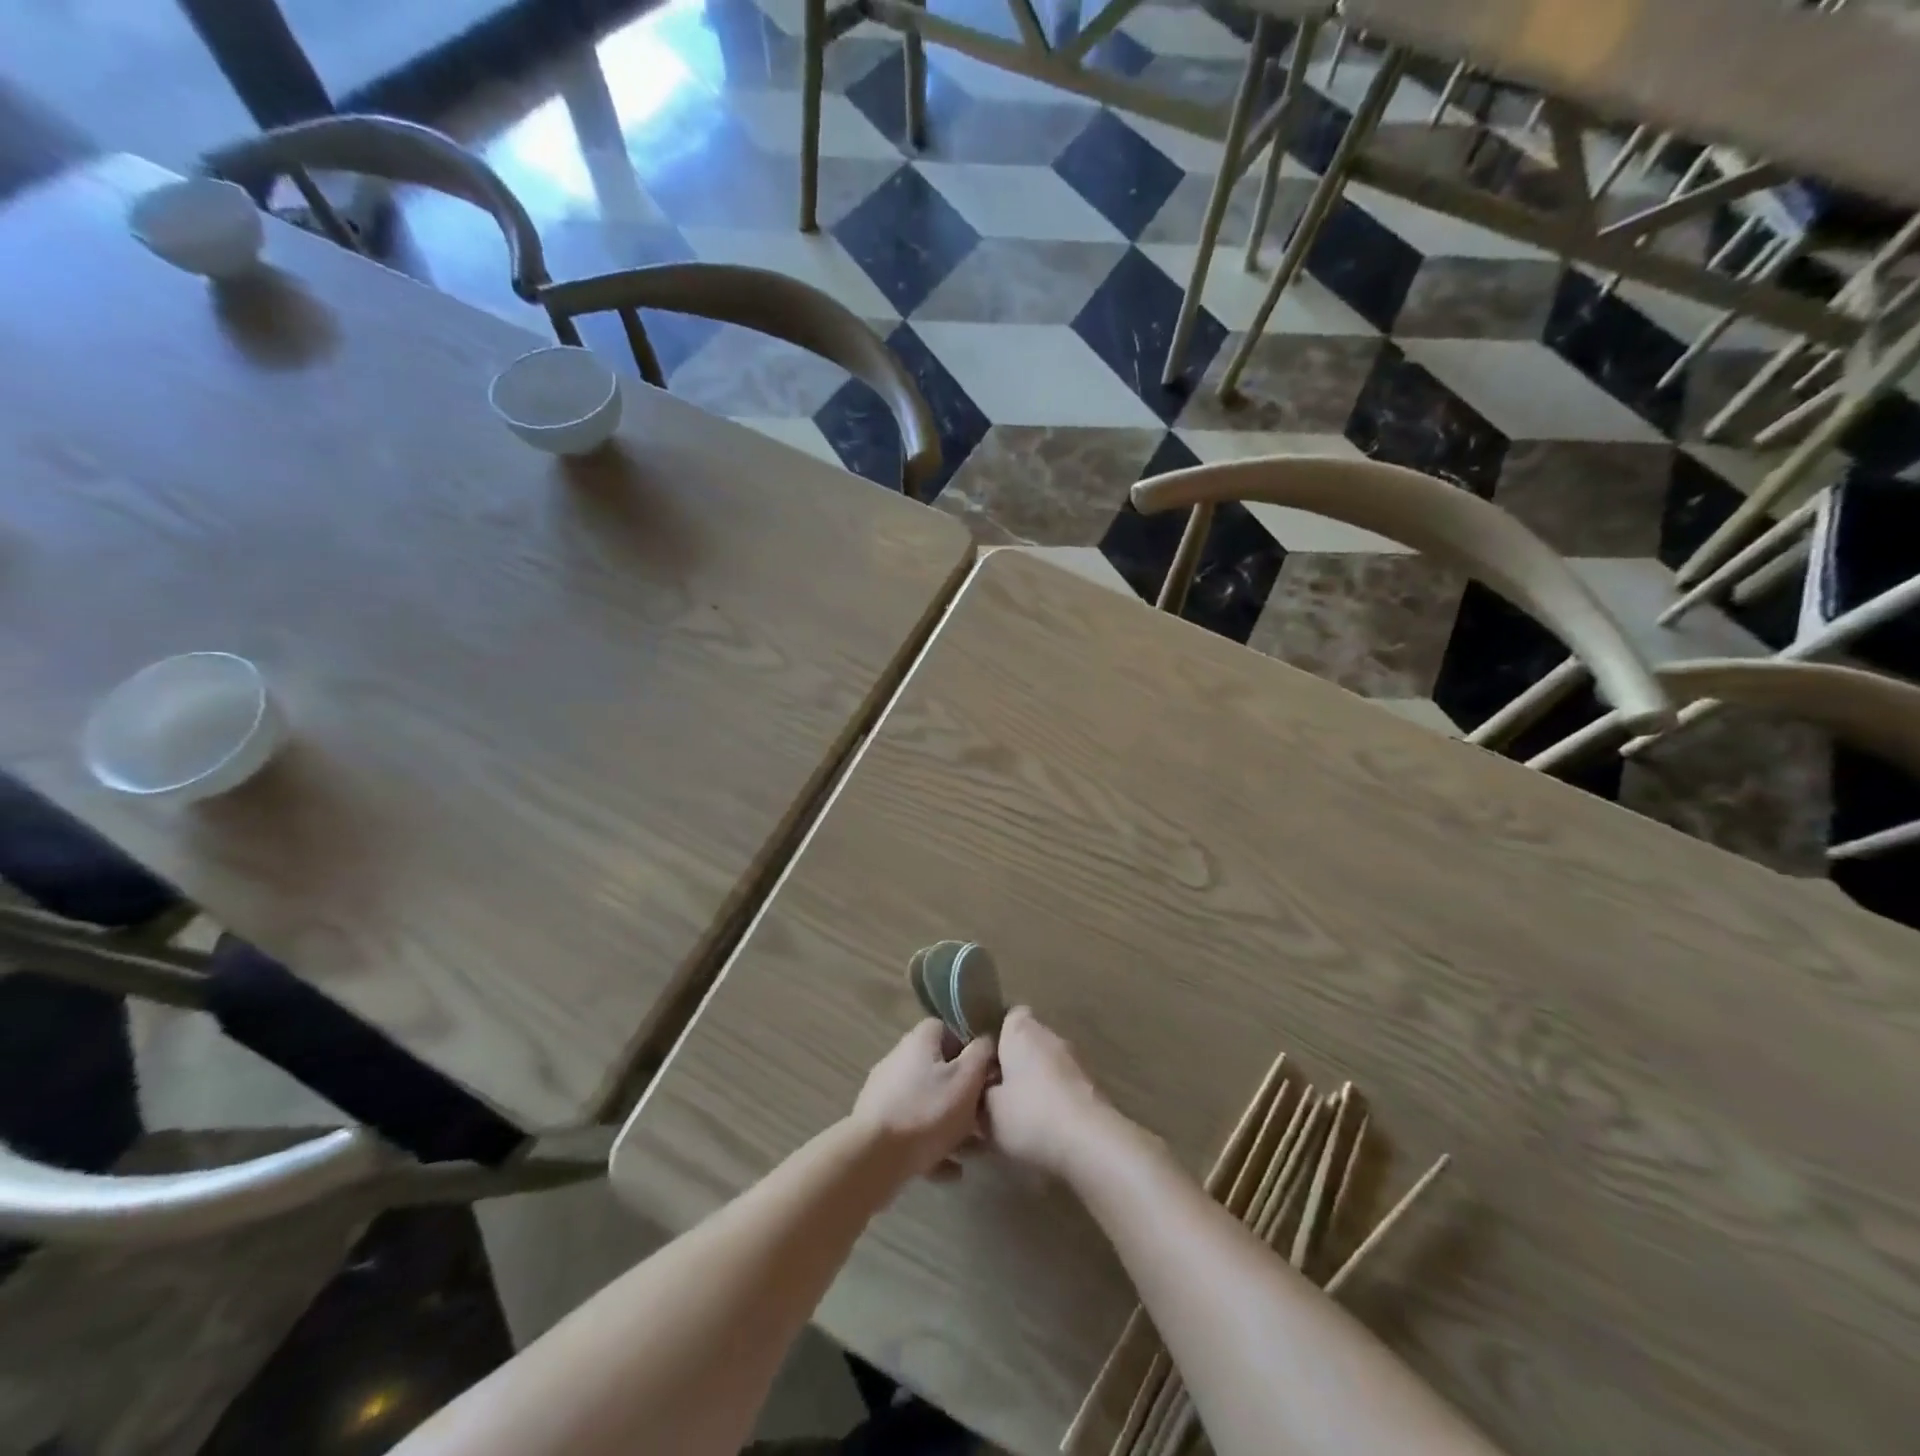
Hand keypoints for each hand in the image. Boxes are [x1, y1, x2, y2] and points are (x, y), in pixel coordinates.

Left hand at [851, 1020, 997, 1182]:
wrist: (874, 1159)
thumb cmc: (927, 1112)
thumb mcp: (966, 1079)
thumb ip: (981, 1055)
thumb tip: (986, 1040)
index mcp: (919, 1041)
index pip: (947, 1029)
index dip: (969, 1047)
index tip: (985, 1071)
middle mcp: (899, 1060)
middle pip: (938, 1070)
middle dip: (963, 1094)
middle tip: (984, 1116)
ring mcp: (886, 1094)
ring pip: (927, 1104)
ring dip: (951, 1125)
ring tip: (974, 1151)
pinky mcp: (878, 1126)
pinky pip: (913, 1130)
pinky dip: (933, 1146)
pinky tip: (952, 1170)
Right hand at [984, 1007, 1118, 1179]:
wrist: (1090, 1142)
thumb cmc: (1029, 1115)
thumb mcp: (987, 1110)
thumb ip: (978, 1094)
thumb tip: (979, 1090)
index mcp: (1021, 1031)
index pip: (1008, 1017)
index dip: (995, 1037)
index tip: (983, 1063)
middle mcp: (1050, 1035)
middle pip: (1027, 1041)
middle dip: (1013, 1063)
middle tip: (995, 1094)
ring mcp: (1075, 1059)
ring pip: (1046, 1064)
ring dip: (1034, 1082)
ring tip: (1019, 1116)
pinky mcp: (1091, 1085)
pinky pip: (1063, 1085)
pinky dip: (1054, 1099)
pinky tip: (1044, 1128)